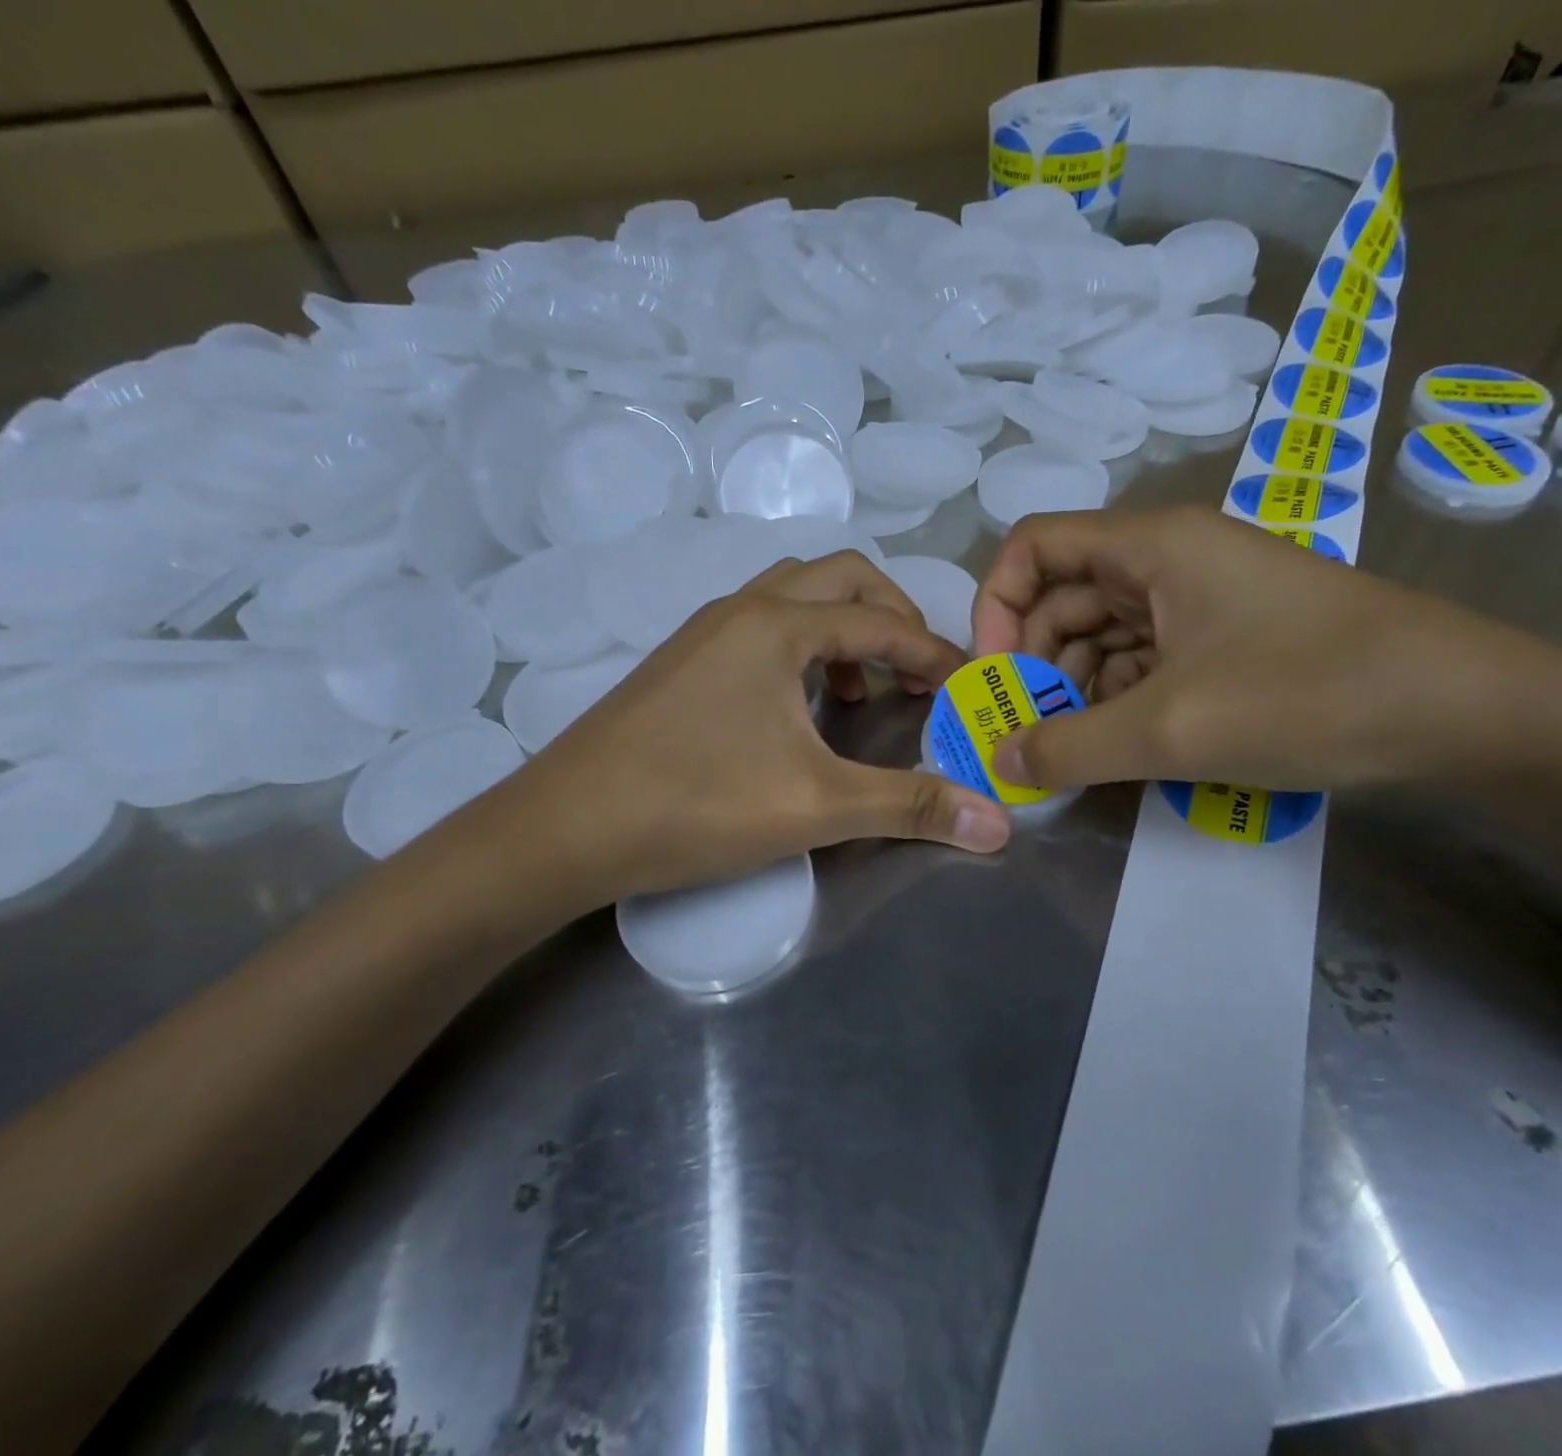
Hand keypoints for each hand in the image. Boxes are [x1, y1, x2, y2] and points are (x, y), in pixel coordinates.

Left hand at [475, 551, 1011, 913]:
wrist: (562, 829)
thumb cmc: (694, 805)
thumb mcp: (816, 806)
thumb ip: (911, 806)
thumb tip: (999, 826)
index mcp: (778, 624)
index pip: (881, 621)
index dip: (934, 651)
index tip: (967, 686)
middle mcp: (742, 609)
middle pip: (840, 577)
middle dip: (892, 617)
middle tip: (915, 674)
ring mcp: (704, 631)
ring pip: (795, 596)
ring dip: (843, 628)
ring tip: (858, 690)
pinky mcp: (681, 660)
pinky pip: (761, 625)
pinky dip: (801, 646)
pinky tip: (798, 707)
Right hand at [971, 505, 1547, 792]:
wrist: (1468, 712)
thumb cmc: (1309, 694)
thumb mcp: (1171, 729)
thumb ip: (1069, 748)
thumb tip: (997, 761)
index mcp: (1151, 546)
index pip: (1034, 545)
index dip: (996, 606)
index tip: (994, 676)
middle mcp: (1171, 558)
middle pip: (1064, 594)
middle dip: (1036, 661)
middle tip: (1029, 732)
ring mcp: (1204, 598)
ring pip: (1105, 632)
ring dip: (1078, 687)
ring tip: (1077, 749)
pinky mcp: (1229, 637)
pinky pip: (1148, 658)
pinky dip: (1122, 698)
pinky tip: (1126, 744)